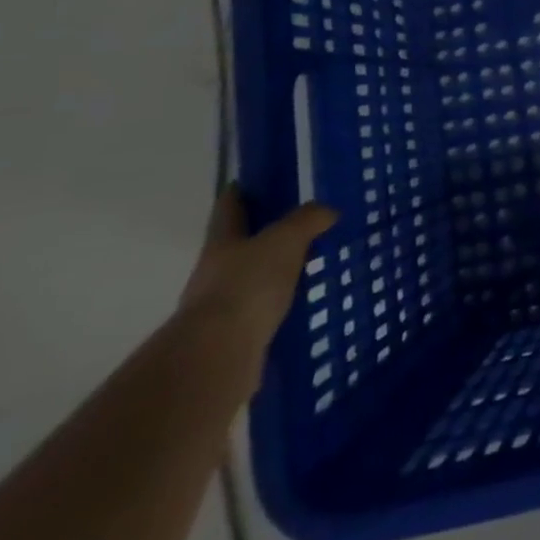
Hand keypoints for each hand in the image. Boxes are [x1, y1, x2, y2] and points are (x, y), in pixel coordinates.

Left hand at [178, 188, 336, 388]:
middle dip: (259, 237)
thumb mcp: (285, 240)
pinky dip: (274, 307)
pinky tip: (297, 306)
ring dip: (269, 274)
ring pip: (247, 281)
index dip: (239, 193)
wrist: (218, 356)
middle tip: (294, 227)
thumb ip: (306, 221)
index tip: (249, 183)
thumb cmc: (248, 285)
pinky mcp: (231, 339)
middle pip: (236, 246)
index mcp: (222, 242)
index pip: (228, 208)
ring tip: (303, 268)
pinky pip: (257, 313)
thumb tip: (326, 211)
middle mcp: (213, 272)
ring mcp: (218, 309)